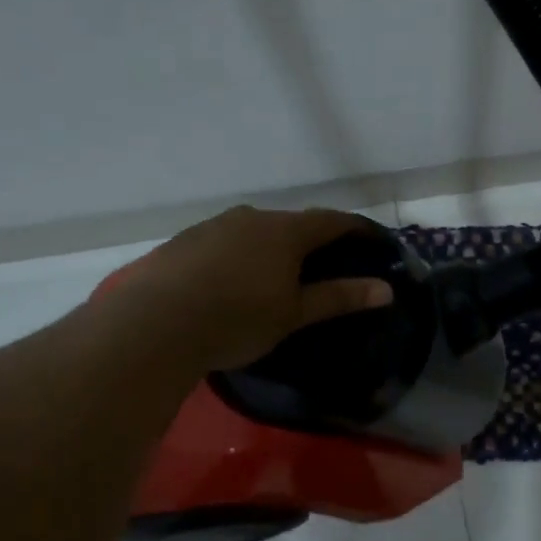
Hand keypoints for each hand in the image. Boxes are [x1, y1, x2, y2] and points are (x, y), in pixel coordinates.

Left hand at [128, 206, 394, 370]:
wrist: (155, 323)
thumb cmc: (238, 319)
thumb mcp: (294, 314)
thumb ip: (339, 297)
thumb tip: (385, 288)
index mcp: (285, 231)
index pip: (331, 221)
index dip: (355, 229)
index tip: (371, 241)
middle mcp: (250, 218)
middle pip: (291, 224)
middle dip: (309, 242)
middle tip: (321, 268)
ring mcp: (213, 226)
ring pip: (253, 232)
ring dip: (269, 249)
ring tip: (272, 278)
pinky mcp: (183, 241)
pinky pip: (222, 243)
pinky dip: (236, 257)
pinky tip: (228, 283)